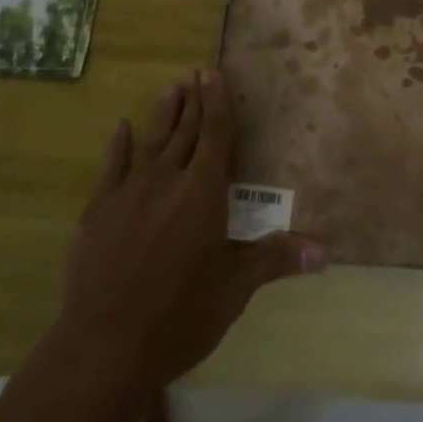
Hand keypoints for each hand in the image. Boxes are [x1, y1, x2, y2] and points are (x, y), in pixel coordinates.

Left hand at [49, 71, 324, 391]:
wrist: (104, 347)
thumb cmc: (180, 316)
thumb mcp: (235, 289)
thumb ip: (275, 258)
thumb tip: (324, 251)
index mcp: (203, 193)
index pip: (216, 136)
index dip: (218, 103)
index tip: (213, 73)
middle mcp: (167, 181)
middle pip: (185, 131)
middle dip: (194, 102)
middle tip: (196, 73)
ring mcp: (128, 193)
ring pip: (151, 142)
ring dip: (163, 114)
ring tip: (171, 88)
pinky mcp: (97, 212)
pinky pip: (111, 167)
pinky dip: (118, 145)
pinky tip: (120, 127)